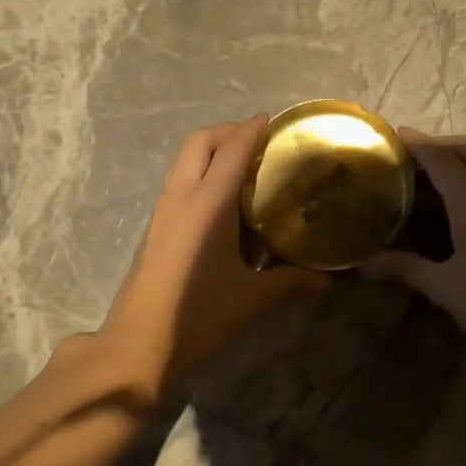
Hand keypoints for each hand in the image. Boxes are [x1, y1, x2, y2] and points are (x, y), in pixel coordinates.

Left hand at [100, 115, 326, 395]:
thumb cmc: (198, 316)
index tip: (276, 121)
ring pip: (185, 159)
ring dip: (214, 152)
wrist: (138, 344)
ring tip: (247, 171)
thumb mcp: (252, 297)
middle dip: (230, 133)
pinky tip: (226, 205)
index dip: (254, 130)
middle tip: (261, 145)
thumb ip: (291, 281)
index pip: (233, 149)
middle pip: (200, 141)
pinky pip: (180, 181)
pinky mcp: (156, 226)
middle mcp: (181, 196)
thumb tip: (327, 279)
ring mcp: (163, 210)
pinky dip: (203, 174)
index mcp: (207, 204)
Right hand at [359, 130, 465, 362]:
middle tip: (411, 154)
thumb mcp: (445, 288)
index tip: (394, 134)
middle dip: (440, 144)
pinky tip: (461, 199)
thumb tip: (364, 266)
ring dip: (461, 157)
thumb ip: (406, 269)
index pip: (441, 159)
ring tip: (432, 173)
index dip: (417, 143)